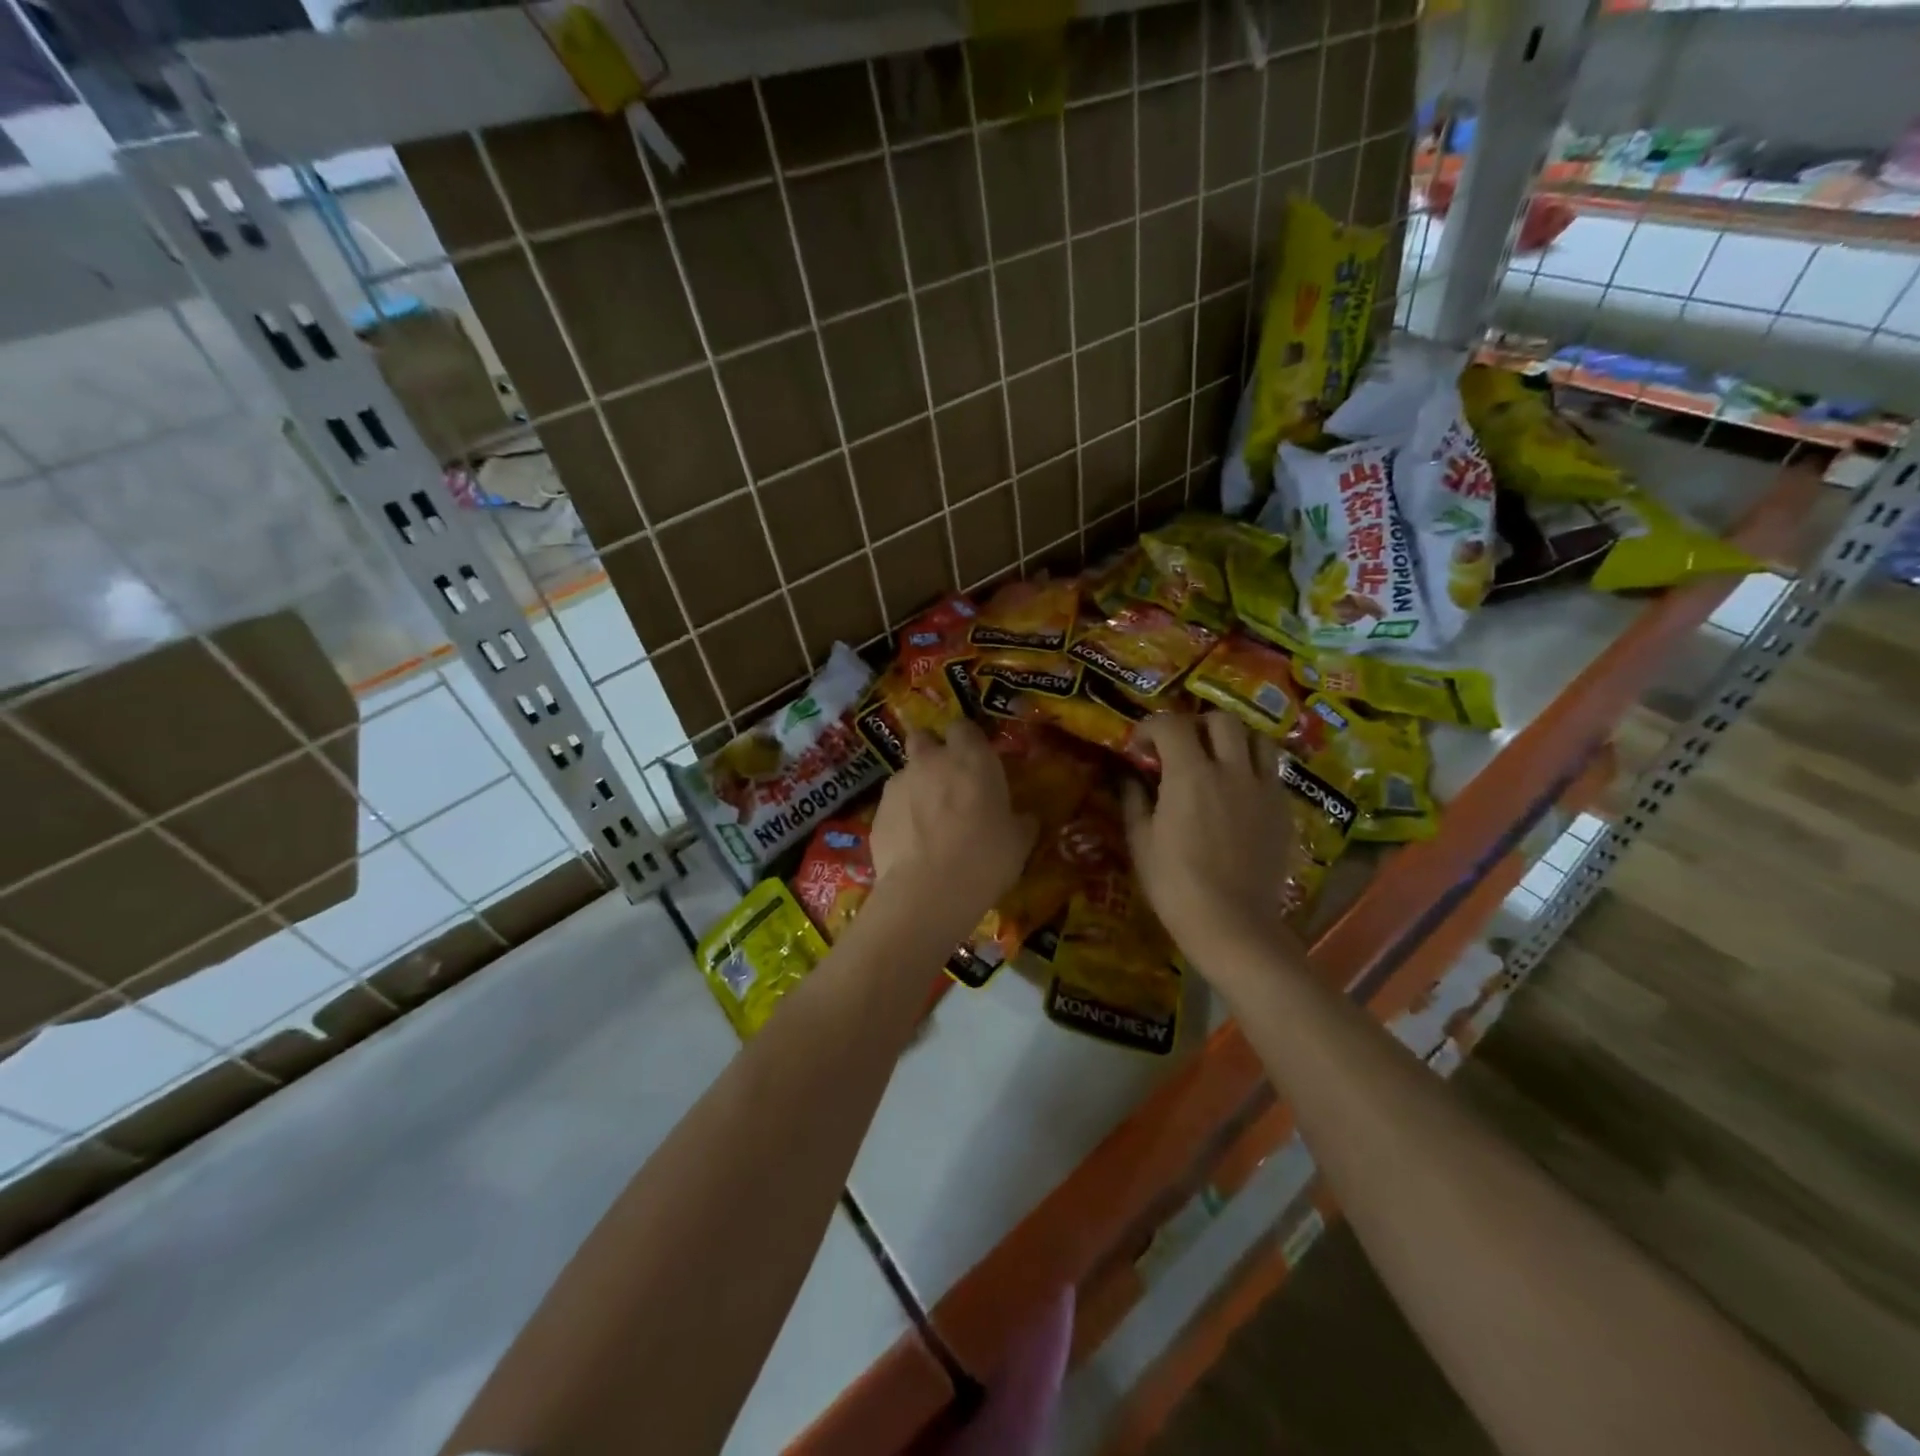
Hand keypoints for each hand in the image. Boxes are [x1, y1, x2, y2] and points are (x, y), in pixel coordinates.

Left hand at [871, 719, 1035, 924]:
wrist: (928, 892)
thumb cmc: (985, 858)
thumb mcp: (1019, 842)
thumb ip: (1021, 821)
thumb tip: (1024, 818)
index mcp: (971, 758)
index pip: (964, 727)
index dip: (968, 741)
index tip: (975, 761)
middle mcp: (931, 761)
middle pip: (924, 738)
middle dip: (932, 752)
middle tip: (946, 781)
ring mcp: (898, 784)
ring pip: (906, 773)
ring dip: (916, 787)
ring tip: (928, 821)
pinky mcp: (877, 812)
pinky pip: (892, 805)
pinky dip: (901, 817)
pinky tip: (912, 844)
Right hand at [1124, 713, 1303, 971]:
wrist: (1232, 924)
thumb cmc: (1175, 884)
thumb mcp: (1141, 842)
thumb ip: (1135, 800)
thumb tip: (1130, 778)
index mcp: (1190, 775)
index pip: (1171, 724)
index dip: (1151, 727)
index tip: (1140, 747)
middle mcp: (1231, 770)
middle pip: (1221, 720)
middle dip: (1196, 725)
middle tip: (1181, 748)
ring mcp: (1263, 788)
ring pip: (1256, 738)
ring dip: (1233, 740)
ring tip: (1217, 760)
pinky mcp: (1283, 809)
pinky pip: (1272, 771)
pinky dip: (1253, 768)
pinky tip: (1238, 792)